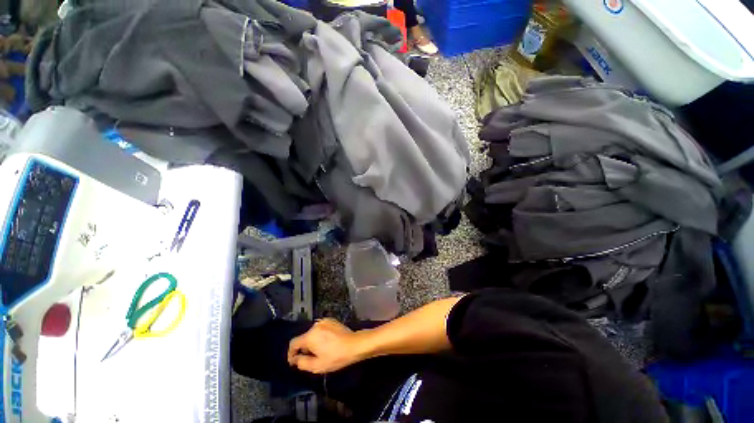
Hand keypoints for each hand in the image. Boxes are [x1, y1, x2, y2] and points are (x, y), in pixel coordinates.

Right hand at [287, 318, 365, 373]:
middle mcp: (315, 325)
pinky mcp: (331, 320)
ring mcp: (324, 321)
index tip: (294, 362)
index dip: (291, 353)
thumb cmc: (335, 357)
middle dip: (304, 348)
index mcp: (310, 336)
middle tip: (310, 358)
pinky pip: (320, 329)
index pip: (294, 343)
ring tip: (320, 351)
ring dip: (312, 342)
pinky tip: (327, 343)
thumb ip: (302, 363)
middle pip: (303, 338)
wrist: (354, 345)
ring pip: (312, 333)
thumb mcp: (317, 366)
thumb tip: (295, 359)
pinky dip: (320, 336)